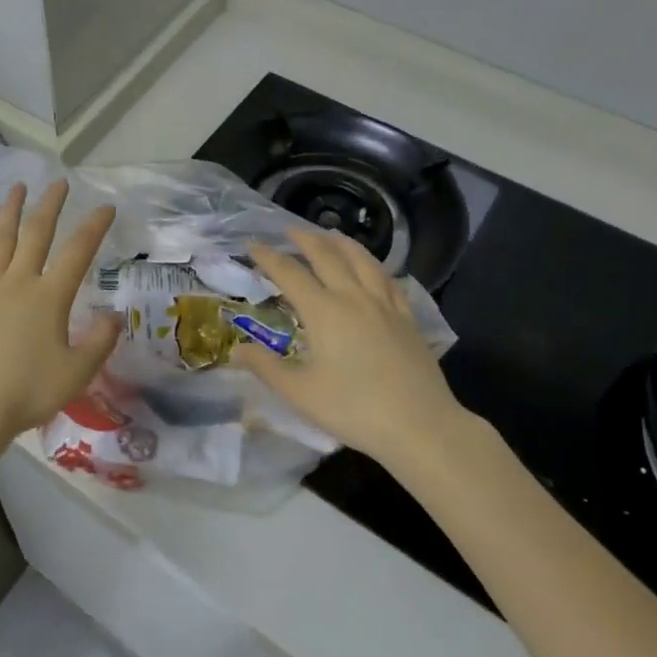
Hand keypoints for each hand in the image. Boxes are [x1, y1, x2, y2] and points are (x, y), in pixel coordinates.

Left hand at [0, 180, 120, 477]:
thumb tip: (114, 317)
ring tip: (17, 188)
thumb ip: (99, 342)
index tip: (106, 206)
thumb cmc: (28, 392)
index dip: (94, 227)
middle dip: (50, 206)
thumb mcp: (77, 372)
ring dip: (9, 212)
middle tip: (59, 182)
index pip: (78, 252)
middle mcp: (18, 283)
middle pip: (36, 235)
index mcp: (50, 297)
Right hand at [235, 228, 473, 471]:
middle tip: (289, 231)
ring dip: (341, 243)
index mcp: (324, 311)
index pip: (290, 273)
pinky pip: (388, 279)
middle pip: (327, 256)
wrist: (420, 426)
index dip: (268, 257)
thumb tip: (235, 351)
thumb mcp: (300, 393)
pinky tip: (372, 269)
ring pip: (362, 260)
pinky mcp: (407, 318)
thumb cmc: (353, 410)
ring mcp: (385, 305)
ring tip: (330, 235)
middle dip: (305, 239)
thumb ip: (266, 367)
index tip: (252, 244)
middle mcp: (353, 297)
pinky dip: (373, 265)